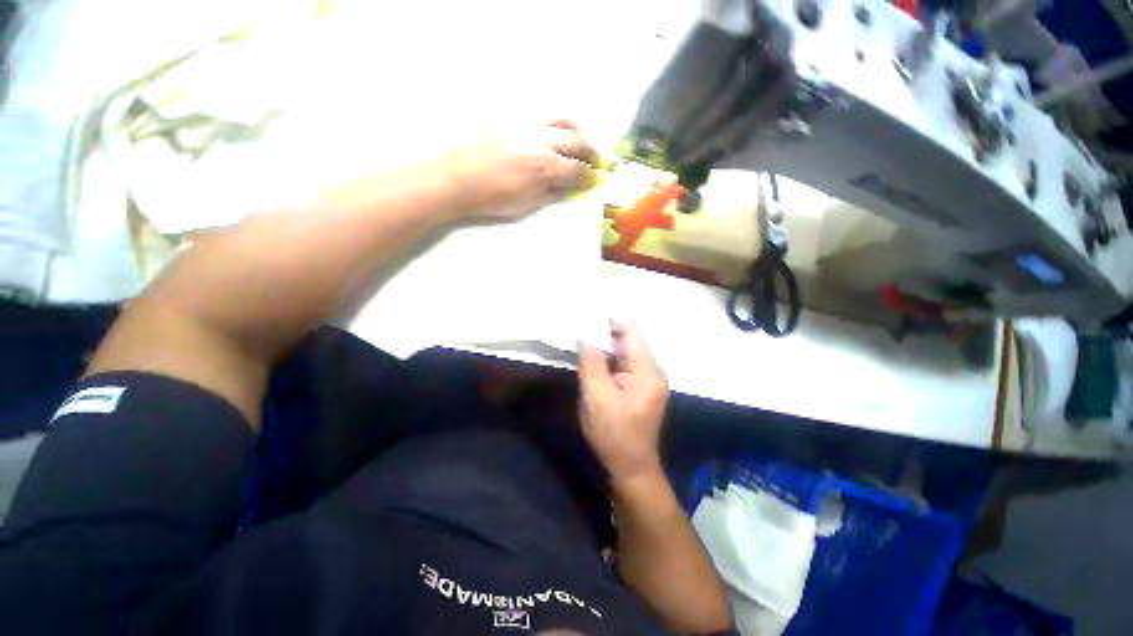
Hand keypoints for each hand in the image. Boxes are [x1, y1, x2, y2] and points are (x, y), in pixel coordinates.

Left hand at [439, 121, 597, 221]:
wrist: (454, 178)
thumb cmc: (491, 199)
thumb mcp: (526, 205)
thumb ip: (551, 194)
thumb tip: (567, 188)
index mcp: (544, 166)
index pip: (577, 170)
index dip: (588, 177)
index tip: (594, 180)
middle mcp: (540, 141)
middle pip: (577, 141)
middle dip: (591, 152)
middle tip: (596, 162)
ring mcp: (526, 126)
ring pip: (561, 121)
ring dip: (577, 132)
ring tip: (580, 143)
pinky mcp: (511, 119)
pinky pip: (541, 118)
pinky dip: (555, 126)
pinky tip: (554, 135)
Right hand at [577, 318, 668, 483]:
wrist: (631, 467)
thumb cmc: (613, 434)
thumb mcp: (597, 398)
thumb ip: (592, 364)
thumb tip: (587, 335)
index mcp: (647, 372)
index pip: (632, 334)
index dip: (614, 320)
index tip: (592, 311)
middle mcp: (653, 371)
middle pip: (630, 342)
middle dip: (608, 333)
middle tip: (584, 325)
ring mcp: (649, 380)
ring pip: (627, 353)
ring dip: (608, 346)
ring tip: (587, 338)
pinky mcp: (642, 388)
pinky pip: (626, 365)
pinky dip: (611, 359)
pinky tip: (597, 359)